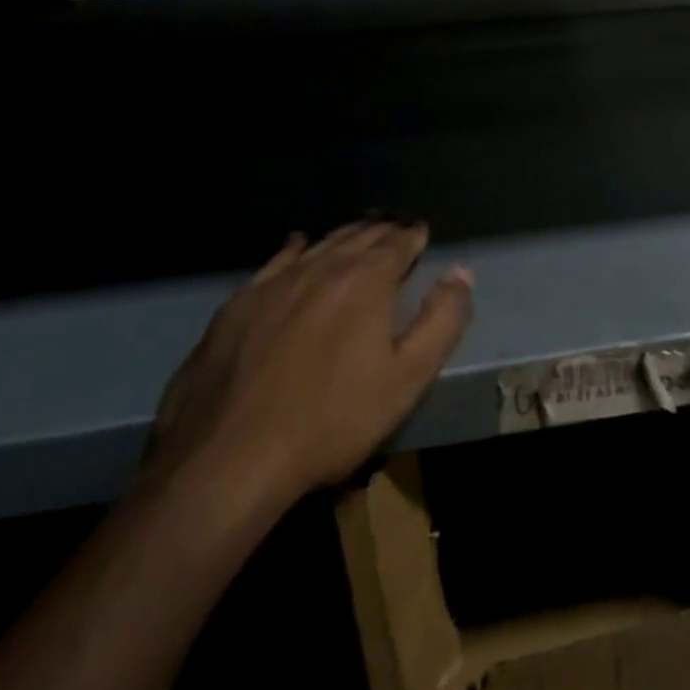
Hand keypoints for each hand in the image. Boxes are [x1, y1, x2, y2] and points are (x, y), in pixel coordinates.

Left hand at [146, 222, 471, 518]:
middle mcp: (322, 268)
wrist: (228, 459)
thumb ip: (442, 320)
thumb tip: (461, 272)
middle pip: (358, 237)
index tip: (421, 233)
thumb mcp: (408, 377)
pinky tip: (298, 245)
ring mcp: (274, 283)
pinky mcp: (237, 304)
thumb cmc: (333, 420)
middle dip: (382, 232)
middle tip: (395, 231)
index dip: (413, 236)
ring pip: (319, 244)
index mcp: (366, 282)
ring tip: (357, 234)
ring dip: (344, 236)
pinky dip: (296, 248)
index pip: (398, 243)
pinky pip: (276, 261)